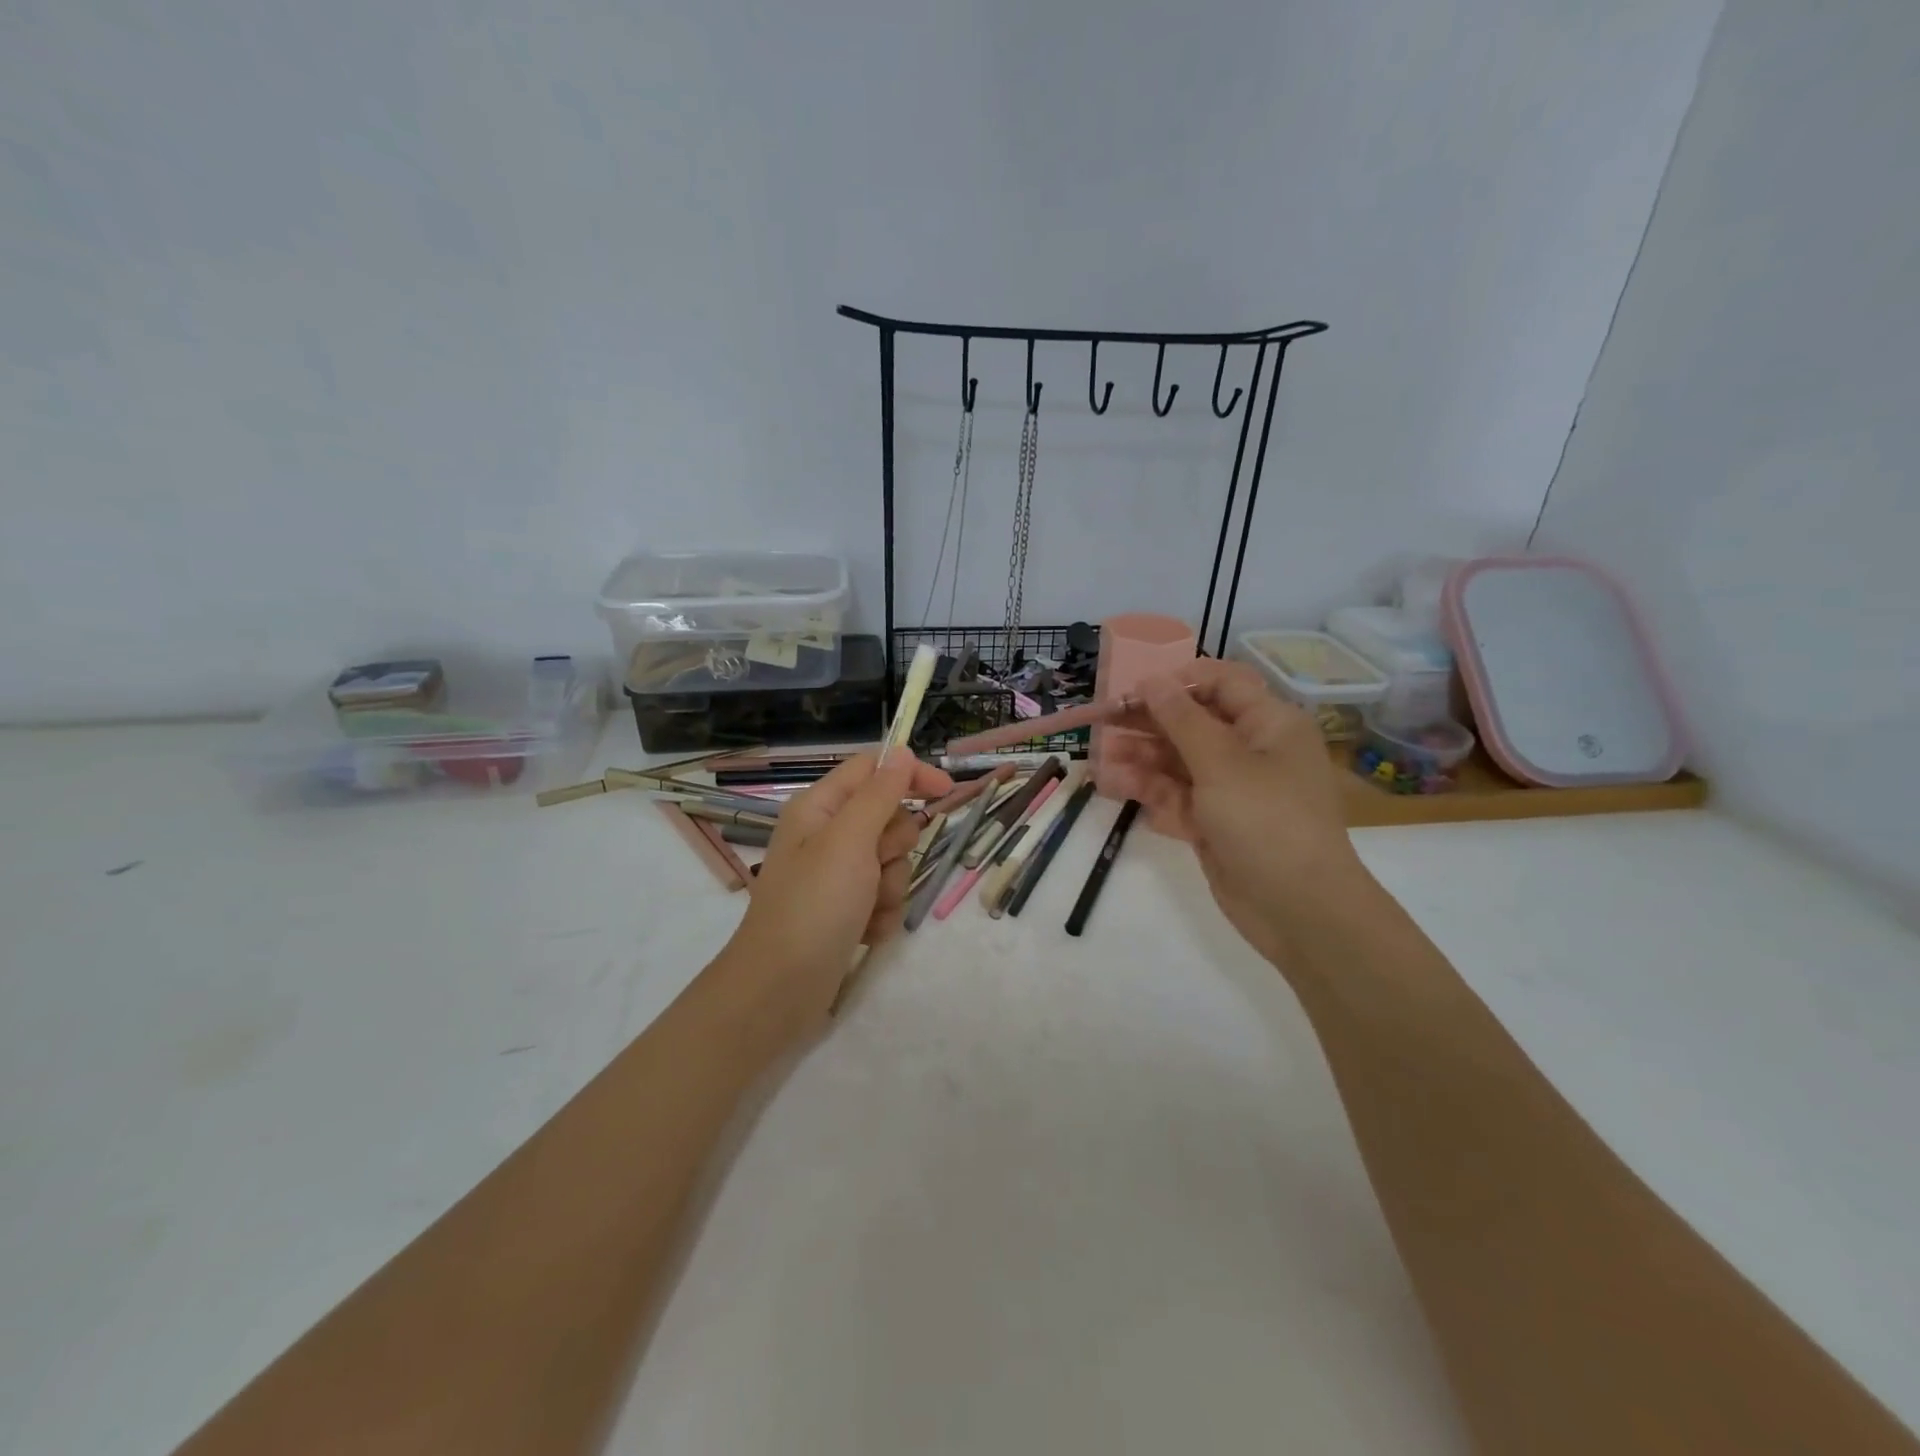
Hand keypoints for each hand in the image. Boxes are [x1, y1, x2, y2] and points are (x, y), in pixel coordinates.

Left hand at [715, 751, 952, 1046]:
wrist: (780, 990)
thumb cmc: (813, 906)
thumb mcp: (848, 841)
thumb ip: (879, 794)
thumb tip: (902, 752)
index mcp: (820, 808)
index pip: (873, 769)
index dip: (909, 774)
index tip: (946, 791)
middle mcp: (827, 835)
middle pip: (888, 818)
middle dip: (894, 847)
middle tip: (873, 868)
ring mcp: (836, 875)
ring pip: (892, 862)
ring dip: (889, 887)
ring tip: (865, 910)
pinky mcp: (846, 909)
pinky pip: (885, 897)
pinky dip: (881, 914)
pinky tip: (863, 934)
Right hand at [1126, 660, 1366, 964]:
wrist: (1298, 909)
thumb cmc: (1266, 820)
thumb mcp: (1221, 762)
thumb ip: (1181, 719)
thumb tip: (1151, 680)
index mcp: (1268, 724)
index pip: (1221, 684)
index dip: (1177, 682)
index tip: (1135, 691)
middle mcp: (1252, 751)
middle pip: (1192, 724)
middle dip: (1148, 724)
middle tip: (1102, 724)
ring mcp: (1232, 790)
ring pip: (1179, 763)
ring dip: (1141, 761)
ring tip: (1101, 764)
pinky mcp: (1215, 824)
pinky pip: (1178, 798)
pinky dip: (1150, 794)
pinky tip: (1115, 790)